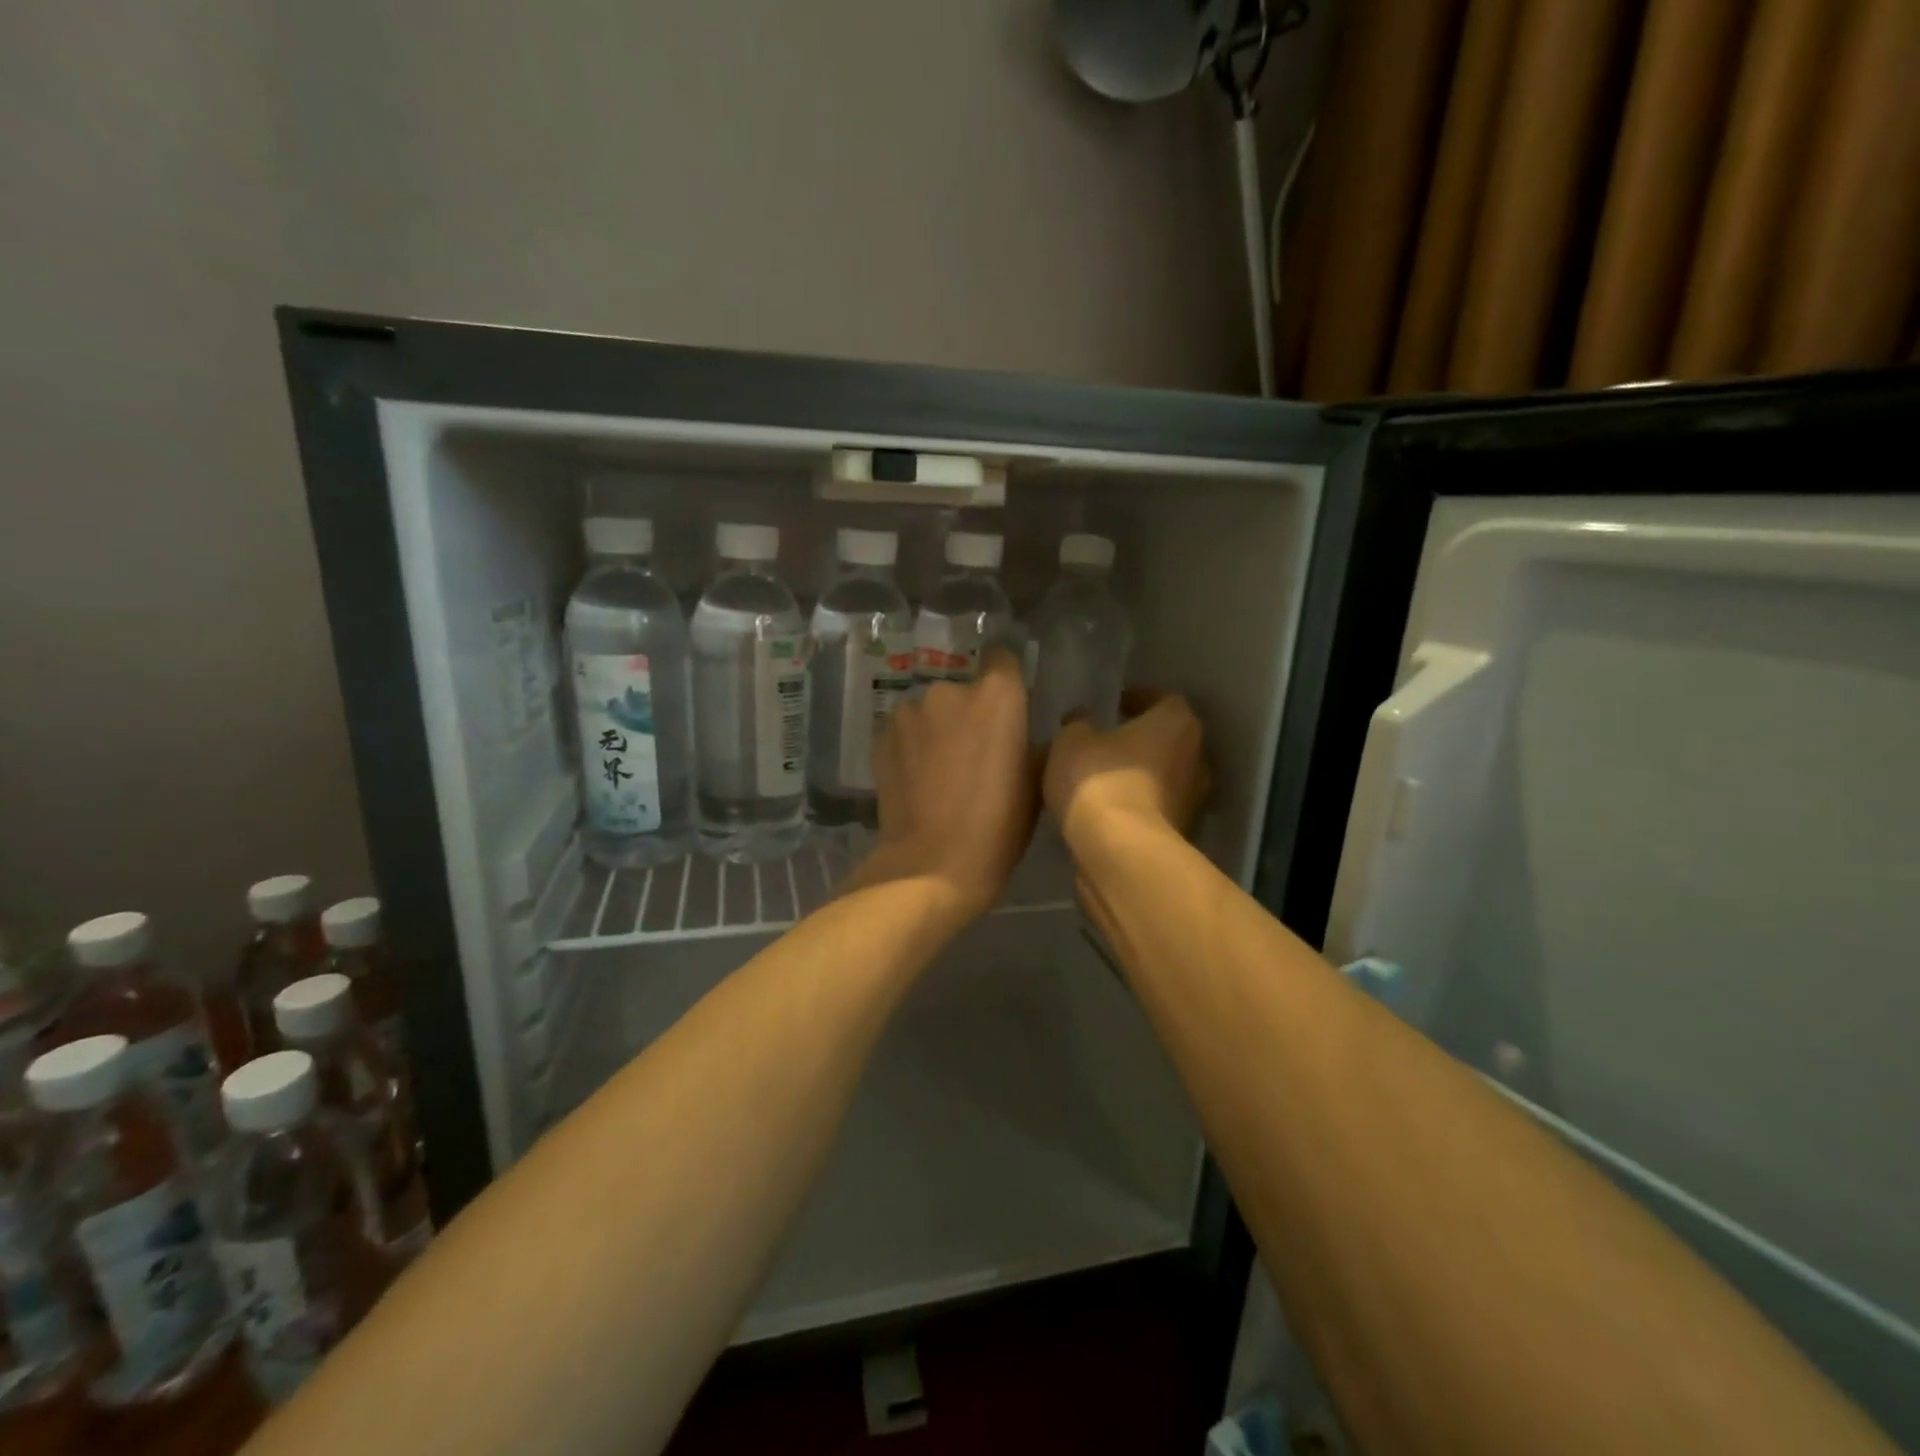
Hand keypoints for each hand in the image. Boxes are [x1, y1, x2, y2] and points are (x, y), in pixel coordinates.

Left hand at [854, 648, 1037, 920]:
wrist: (933, 863)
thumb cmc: (998, 826)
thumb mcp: (1035, 784)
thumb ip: (1033, 744)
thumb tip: (1029, 734)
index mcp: (997, 695)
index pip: (1003, 659)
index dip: (1006, 679)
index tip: (1007, 707)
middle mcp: (949, 690)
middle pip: (964, 689)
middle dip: (969, 712)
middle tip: (974, 752)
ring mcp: (909, 712)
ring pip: (930, 711)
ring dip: (937, 728)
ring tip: (940, 770)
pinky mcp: (880, 737)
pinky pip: (905, 732)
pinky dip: (911, 747)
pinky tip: (916, 779)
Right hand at [1044, 689, 1208, 852]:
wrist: (1120, 853)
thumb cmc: (1100, 782)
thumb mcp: (1071, 742)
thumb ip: (1078, 726)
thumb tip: (1083, 723)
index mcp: (1177, 723)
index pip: (1163, 699)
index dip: (1137, 699)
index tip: (1114, 705)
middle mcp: (1196, 758)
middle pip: (1169, 740)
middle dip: (1140, 740)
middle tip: (1106, 742)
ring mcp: (1194, 801)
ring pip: (1163, 778)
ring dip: (1138, 776)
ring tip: (1101, 780)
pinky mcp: (1182, 835)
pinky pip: (1155, 810)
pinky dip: (1136, 807)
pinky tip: (1105, 811)